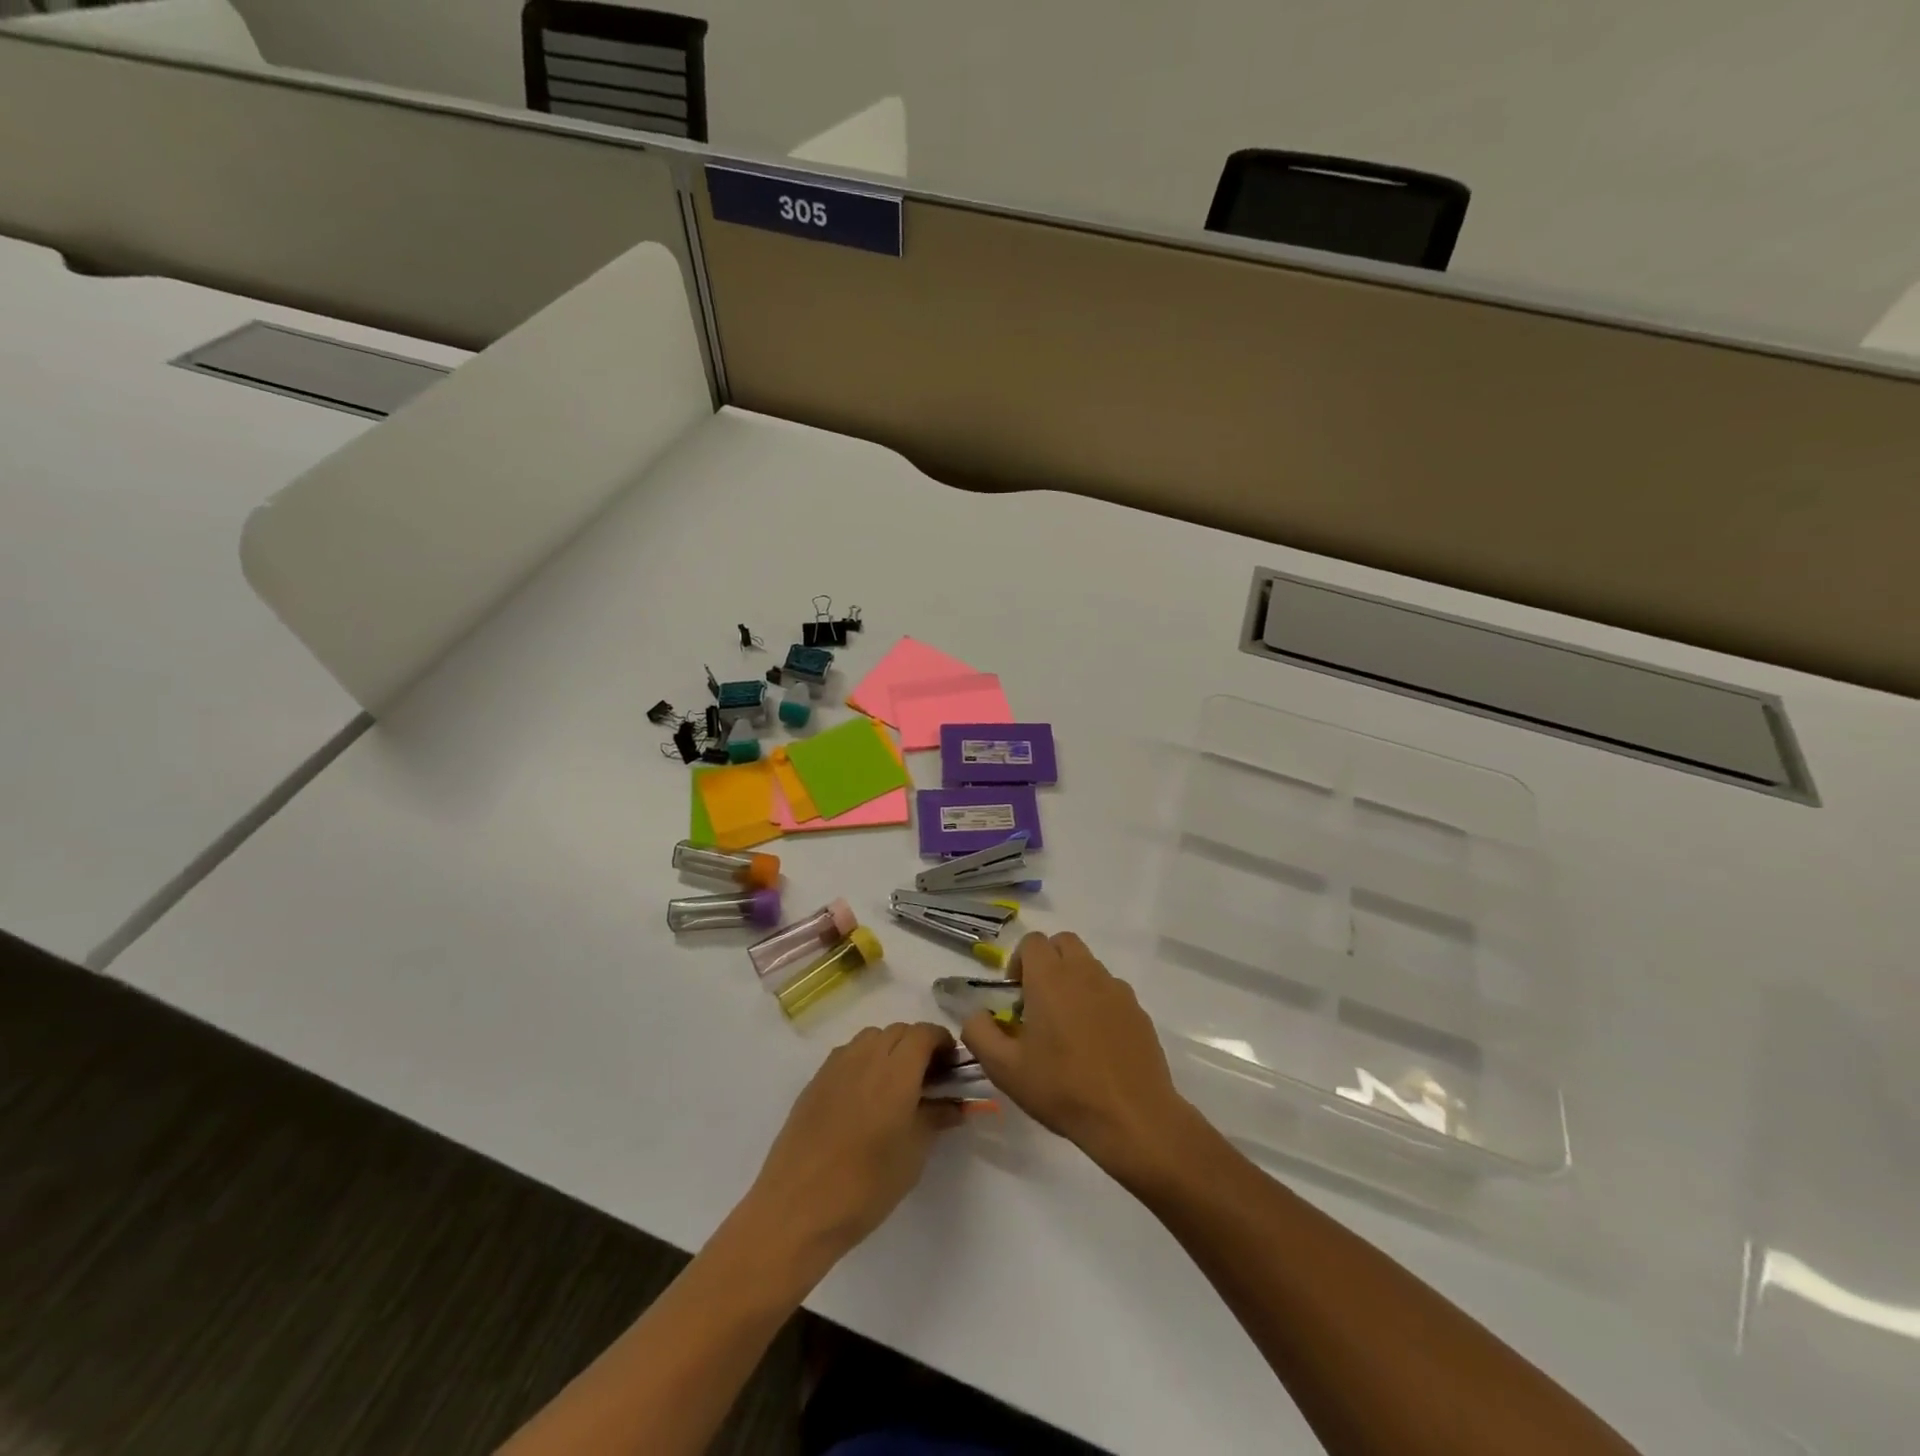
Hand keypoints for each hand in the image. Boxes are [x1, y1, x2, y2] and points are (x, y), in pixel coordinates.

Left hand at [739, 1022, 962, 1273]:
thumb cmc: (866, 1184)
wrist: (798, 1207)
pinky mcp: (815, 1080)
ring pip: (871, 1038)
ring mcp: (836, 1065)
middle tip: (929, 1078)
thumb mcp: (913, 1154)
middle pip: (899, 1031)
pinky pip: (848, 1054)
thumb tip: (955, 1104)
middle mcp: (866, 1056)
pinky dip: (865, 1060)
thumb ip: (936, 1118)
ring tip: (896, 1085)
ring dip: (890, 1049)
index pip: (925, 1033)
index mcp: (897, 1070)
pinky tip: (865, 1096)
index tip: (952, 1066)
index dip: (942, 1042)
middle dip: (918, 1045)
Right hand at [961, 932, 1198, 1182]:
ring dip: (1073, 980)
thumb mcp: (1005, 1069)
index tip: (1015, 994)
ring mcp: (1116, 989)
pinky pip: (1112, 991)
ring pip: (1090, 965)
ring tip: (1067, 1024)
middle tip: (1038, 1000)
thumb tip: (974, 1013)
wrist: (1132, 1117)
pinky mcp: (1138, 1010)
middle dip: (1047, 961)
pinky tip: (1095, 1041)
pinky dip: (1099, 1001)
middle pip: (1063, 943)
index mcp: (1050, 978)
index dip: (1018, 961)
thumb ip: (979, 1032)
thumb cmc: (1062, 1088)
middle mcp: (1085, 972)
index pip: (1032, 941)